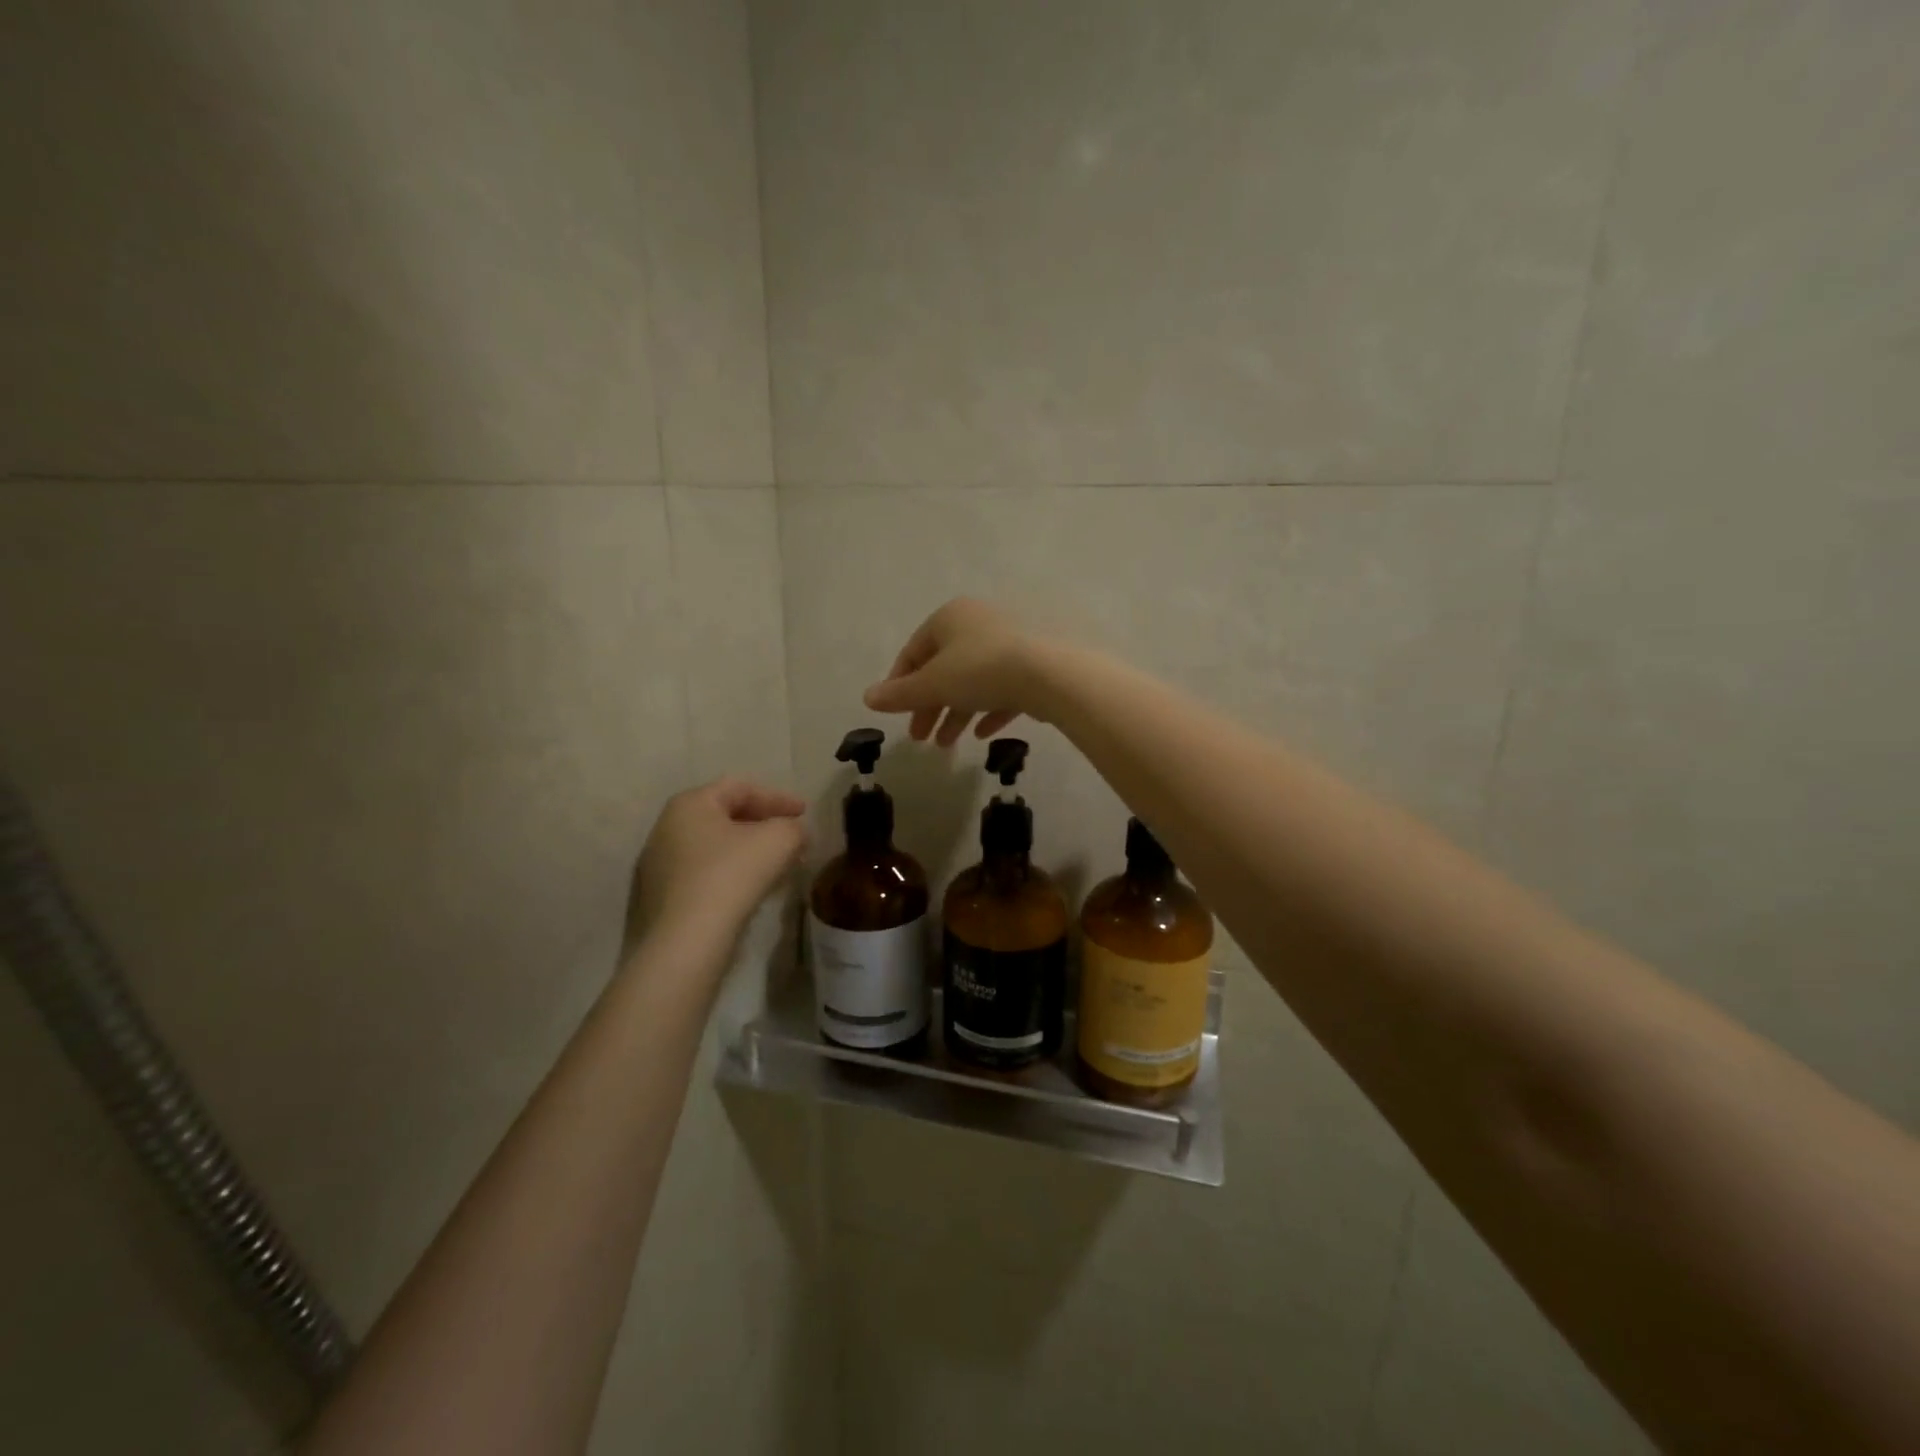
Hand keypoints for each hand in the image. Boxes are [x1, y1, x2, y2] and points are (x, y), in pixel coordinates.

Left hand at [623, 779, 807, 960]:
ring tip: (779, 866)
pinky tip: (753, 891)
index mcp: (690, 804)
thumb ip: (793, 828)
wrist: (684, 943)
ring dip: (750, 852)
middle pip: (725, 816)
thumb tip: (795, 833)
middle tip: (794, 839)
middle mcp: (667, 828)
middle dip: (764, 825)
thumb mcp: (778, 841)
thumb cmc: (731, 877)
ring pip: (716, 848)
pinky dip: (732, 874)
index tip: (805, 813)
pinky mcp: (660, 899)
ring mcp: (658, 865)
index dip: (778, 797)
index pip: (740, 788)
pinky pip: (704, 874)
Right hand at [863, 598, 1050, 747]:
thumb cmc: (980, 671)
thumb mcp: (932, 685)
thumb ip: (899, 694)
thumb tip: (867, 698)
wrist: (1050, 673)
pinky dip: (989, 710)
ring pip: (973, 681)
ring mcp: (1009, 643)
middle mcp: (978, 623)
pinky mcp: (1034, 664)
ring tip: (946, 745)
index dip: (899, 684)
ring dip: (956, 713)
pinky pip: (1003, 688)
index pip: (914, 651)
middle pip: (943, 669)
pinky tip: (982, 734)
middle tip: (919, 738)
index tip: (895, 713)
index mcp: (950, 618)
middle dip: (929, 706)